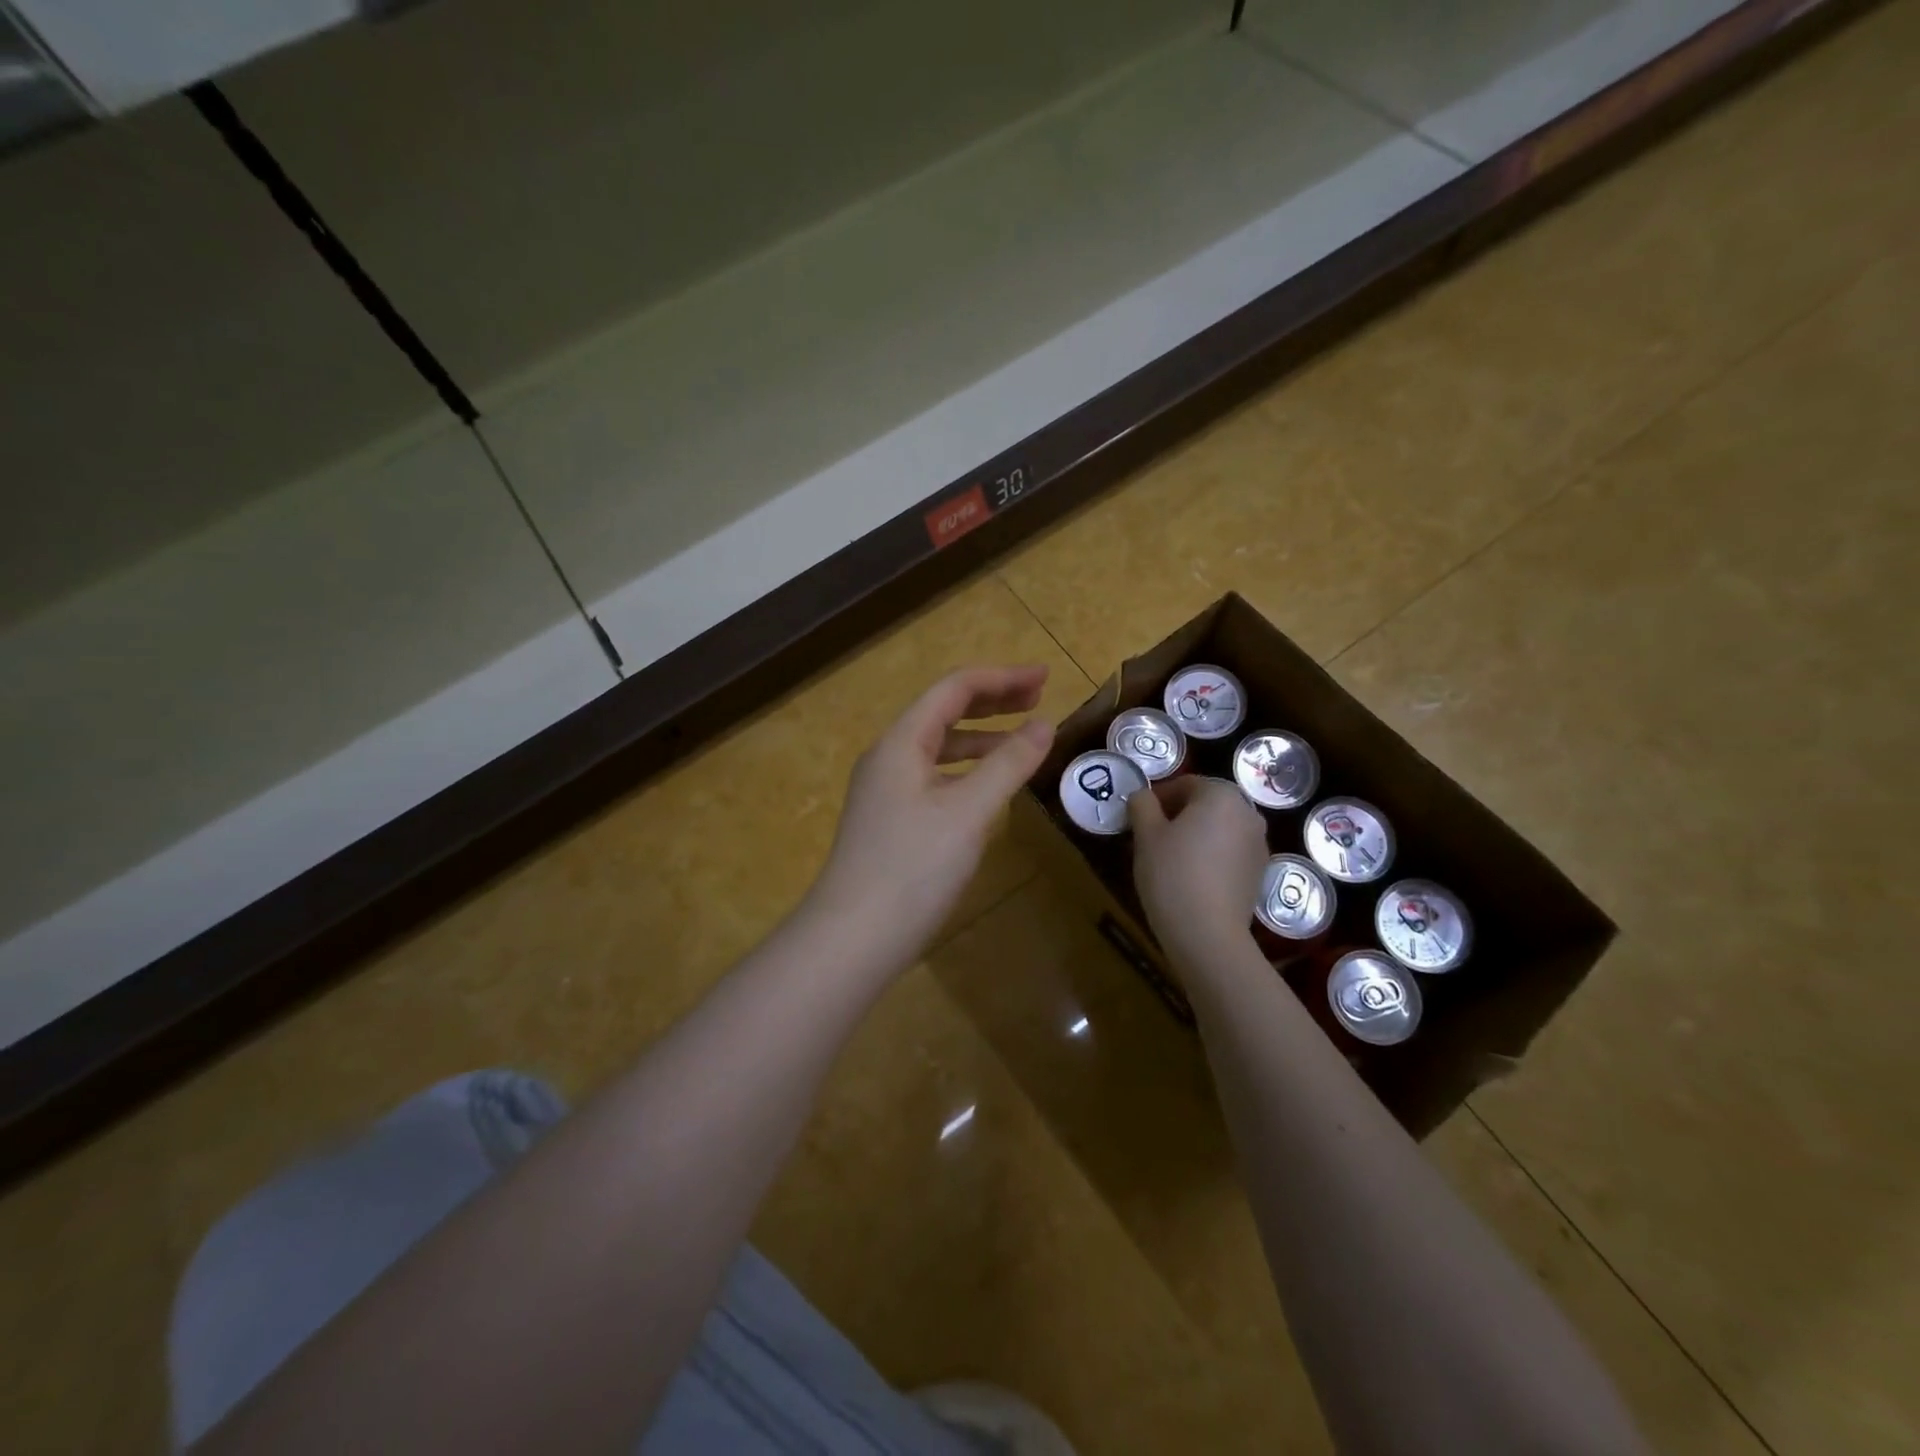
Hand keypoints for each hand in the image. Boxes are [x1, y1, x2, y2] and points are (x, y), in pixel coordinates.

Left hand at [807, 665, 1054, 972]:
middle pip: (944, 712)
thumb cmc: (912, 867)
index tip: (1045, 678)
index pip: (954, 689)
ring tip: (1022, 739)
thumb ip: (1008, 764)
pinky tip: (988, 787)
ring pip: (939, 748)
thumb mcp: (968, 812)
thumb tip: (1044, 725)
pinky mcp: (891, 821)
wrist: (854, 937)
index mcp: (902, 742)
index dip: (1001, 678)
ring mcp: (886, 791)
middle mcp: (889, 757)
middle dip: (992, 701)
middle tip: (1038, 697)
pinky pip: (935, 778)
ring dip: (981, 737)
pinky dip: (967, 771)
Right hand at [1128, 776, 1267, 971]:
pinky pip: (1230, 852)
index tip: (1138, 817)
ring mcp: (1259, 844)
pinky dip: (1211, 856)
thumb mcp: (1145, 834)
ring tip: (1169, 858)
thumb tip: (1142, 797)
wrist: (1208, 934)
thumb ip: (1142, 805)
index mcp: (1221, 795)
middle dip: (1178, 815)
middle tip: (1151, 836)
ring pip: (1220, 829)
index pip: (1186, 783)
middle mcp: (1248, 813)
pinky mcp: (1259, 873)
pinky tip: (1191, 877)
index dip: (1158, 797)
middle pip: (1206, 804)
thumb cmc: (1172, 874)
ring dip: (1196, 835)